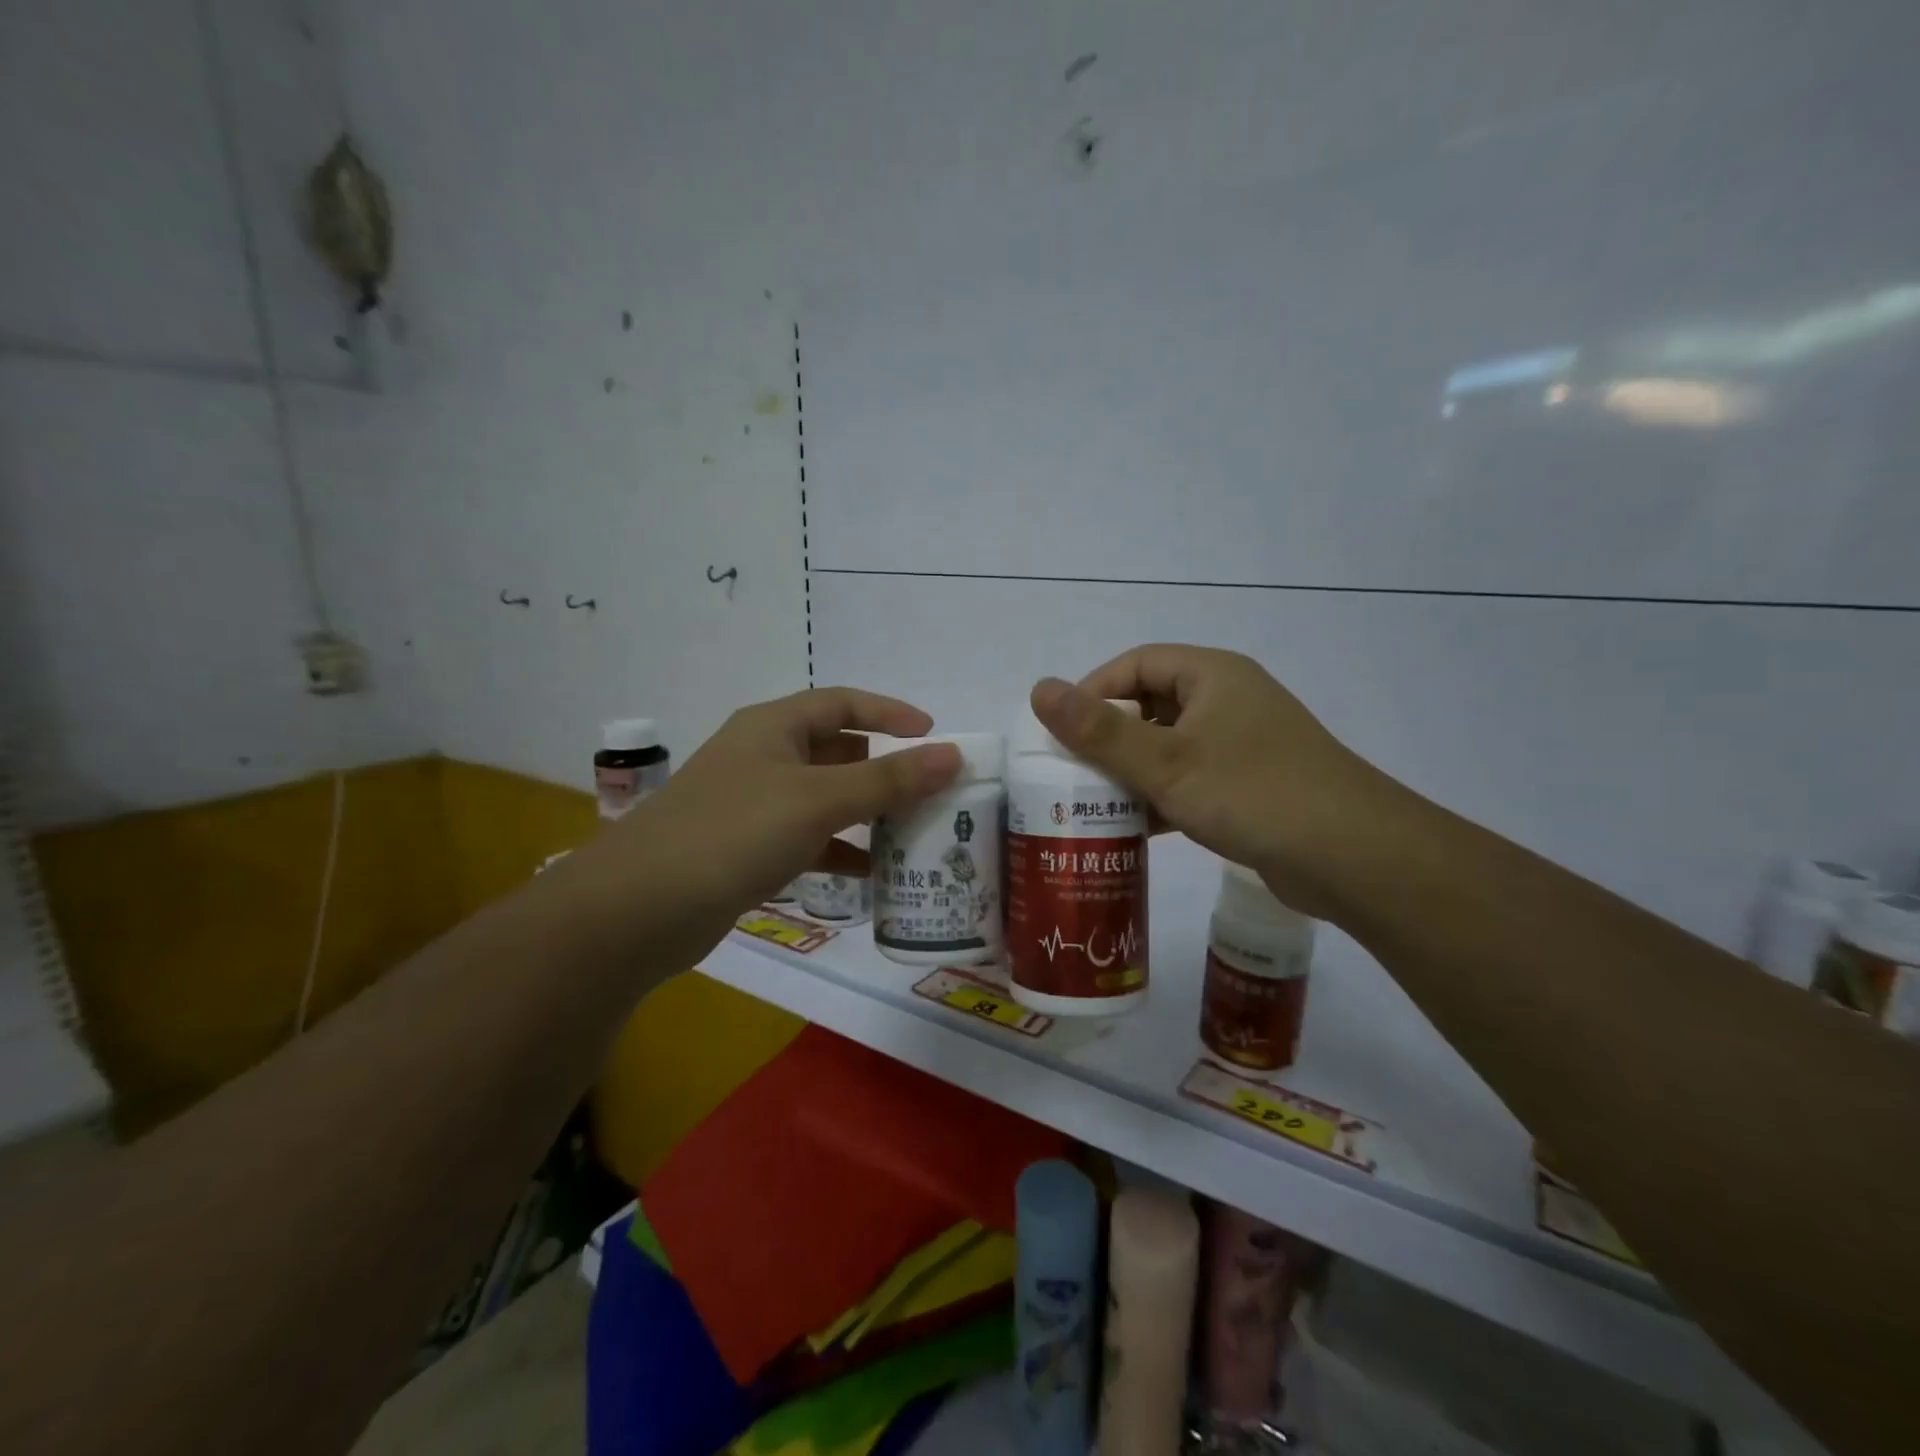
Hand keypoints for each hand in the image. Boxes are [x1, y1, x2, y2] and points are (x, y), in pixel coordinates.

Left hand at [620, 687, 961, 911]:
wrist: (638, 909)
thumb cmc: (733, 832)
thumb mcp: (818, 800)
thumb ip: (888, 780)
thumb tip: (953, 755)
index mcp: (774, 727)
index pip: (843, 703)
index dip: (890, 713)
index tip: (934, 735)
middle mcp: (763, 758)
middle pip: (836, 751)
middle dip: (883, 770)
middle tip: (930, 793)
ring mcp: (753, 806)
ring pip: (824, 799)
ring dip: (865, 814)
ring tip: (912, 834)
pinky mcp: (747, 850)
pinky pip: (807, 841)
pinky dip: (839, 852)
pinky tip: (871, 876)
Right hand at [1030, 645, 1404, 916]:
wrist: (1355, 858)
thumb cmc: (1254, 794)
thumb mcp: (1166, 762)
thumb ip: (1100, 730)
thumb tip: (1040, 688)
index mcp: (1212, 676)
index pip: (1136, 664)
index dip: (1093, 691)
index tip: (1061, 732)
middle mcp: (1228, 701)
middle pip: (1150, 706)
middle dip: (1108, 738)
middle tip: (1070, 773)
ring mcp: (1243, 745)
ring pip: (1169, 747)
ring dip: (1132, 773)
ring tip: (1091, 805)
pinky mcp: (1251, 786)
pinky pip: (1191, 780)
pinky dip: (1161, 798)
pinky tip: (1134, 830)